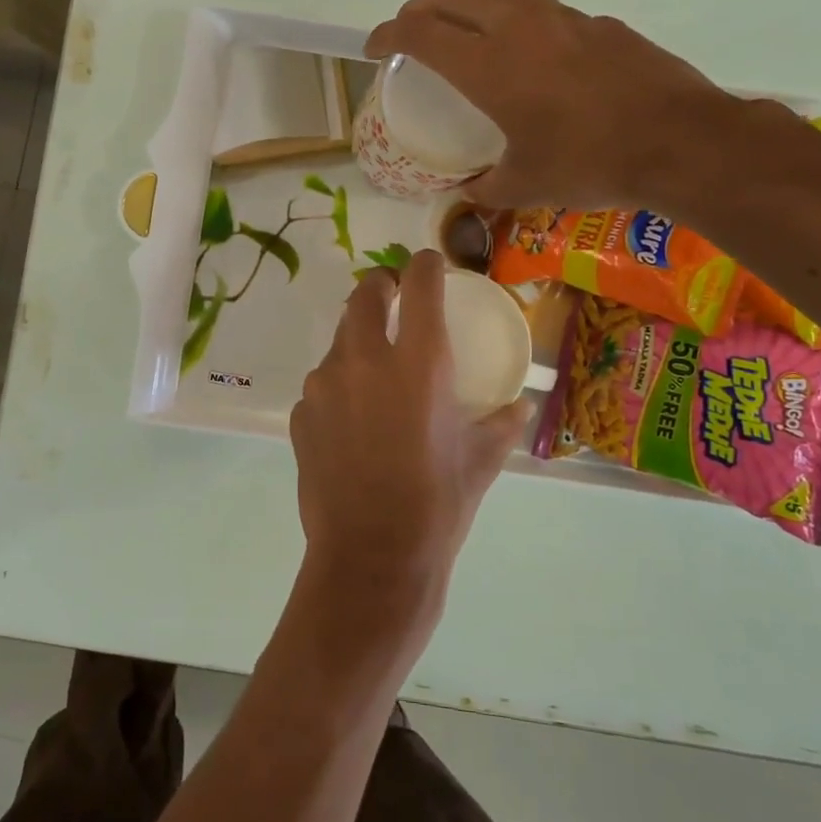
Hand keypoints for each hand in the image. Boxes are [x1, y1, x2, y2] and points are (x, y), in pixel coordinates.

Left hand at [289, 251, 530, 640]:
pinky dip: (340, 387)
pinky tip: (354, 422)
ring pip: (339, 340)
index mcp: (418, 362)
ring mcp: (324, 385)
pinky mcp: (300, 413)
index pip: (418, 283)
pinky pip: (322, 384)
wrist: (370, 557)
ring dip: (359, 341)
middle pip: (364, 294)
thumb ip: (503, 422)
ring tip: (377, 372)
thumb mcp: (482, 460)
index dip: (425, 265)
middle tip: (394, 299)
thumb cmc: (437, 506)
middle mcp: (364, 359)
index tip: (430, 266)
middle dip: (381, 286)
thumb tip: (519, 405)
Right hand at [365, 0, 734, 211]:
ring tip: (472, 35)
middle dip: (419, 9)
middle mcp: (518, 28)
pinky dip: (524, 25)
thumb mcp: (524, 186)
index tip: (373, 49)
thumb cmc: (588, 163)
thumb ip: (485, 188)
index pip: (419, 32)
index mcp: (488, 66)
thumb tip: (466, 193)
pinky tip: (538, 61)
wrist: (680, 141)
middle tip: (409, 33)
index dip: (387, 34)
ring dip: (473, 5)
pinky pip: (546, 11)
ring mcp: (563, 19)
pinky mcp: (599, 24)